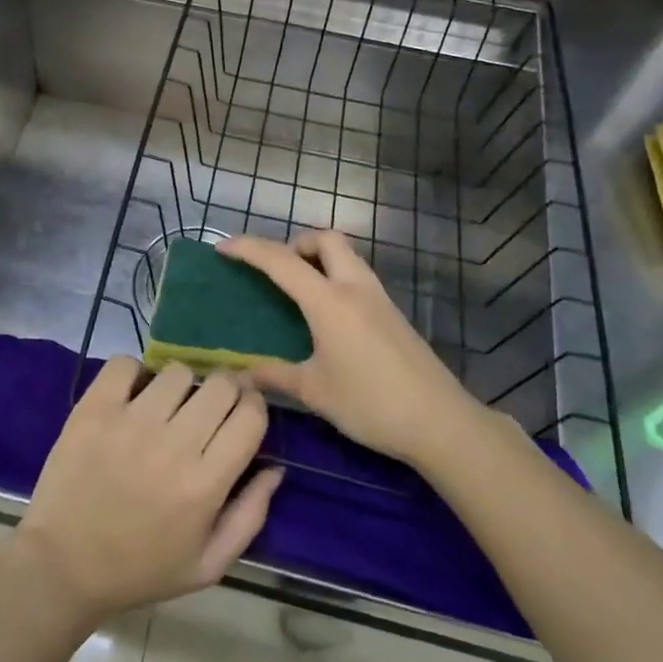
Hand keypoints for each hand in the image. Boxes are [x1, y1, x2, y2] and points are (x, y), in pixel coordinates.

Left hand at [14, 357, 282, 623]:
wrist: (63, 566)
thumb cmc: (141, 569)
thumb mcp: (208, 564)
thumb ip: (250, 516)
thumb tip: (275, 468)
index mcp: (205, 484)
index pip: (250, 416)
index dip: (254, 407)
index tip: (243, 413)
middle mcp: (173, 445)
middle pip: (220, 385)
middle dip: (225, 391)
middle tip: (208, 408)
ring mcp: (130, 422)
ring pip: (177, 372)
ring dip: (180, 385)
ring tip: (167, 407)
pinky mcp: (94, 409)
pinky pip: (125, 364)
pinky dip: (134, 373)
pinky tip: (133, 396)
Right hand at [221, 230, 486, 465]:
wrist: (440, 422)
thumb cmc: (371, 404)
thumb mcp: (315, 392)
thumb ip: (274, 376)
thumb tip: (239, 375)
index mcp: (329, 301)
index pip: (281, 261)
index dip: (248, 249)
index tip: (222, 248)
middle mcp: (354, 287)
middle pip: (325, 239)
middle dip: (295, 242)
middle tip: (275, 269)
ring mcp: (378, 298)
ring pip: (346, 254)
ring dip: (318, 257)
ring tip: (298, 288)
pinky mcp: (392, 313)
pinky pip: (357, 276)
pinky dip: (335, 276)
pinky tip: (328, 314)